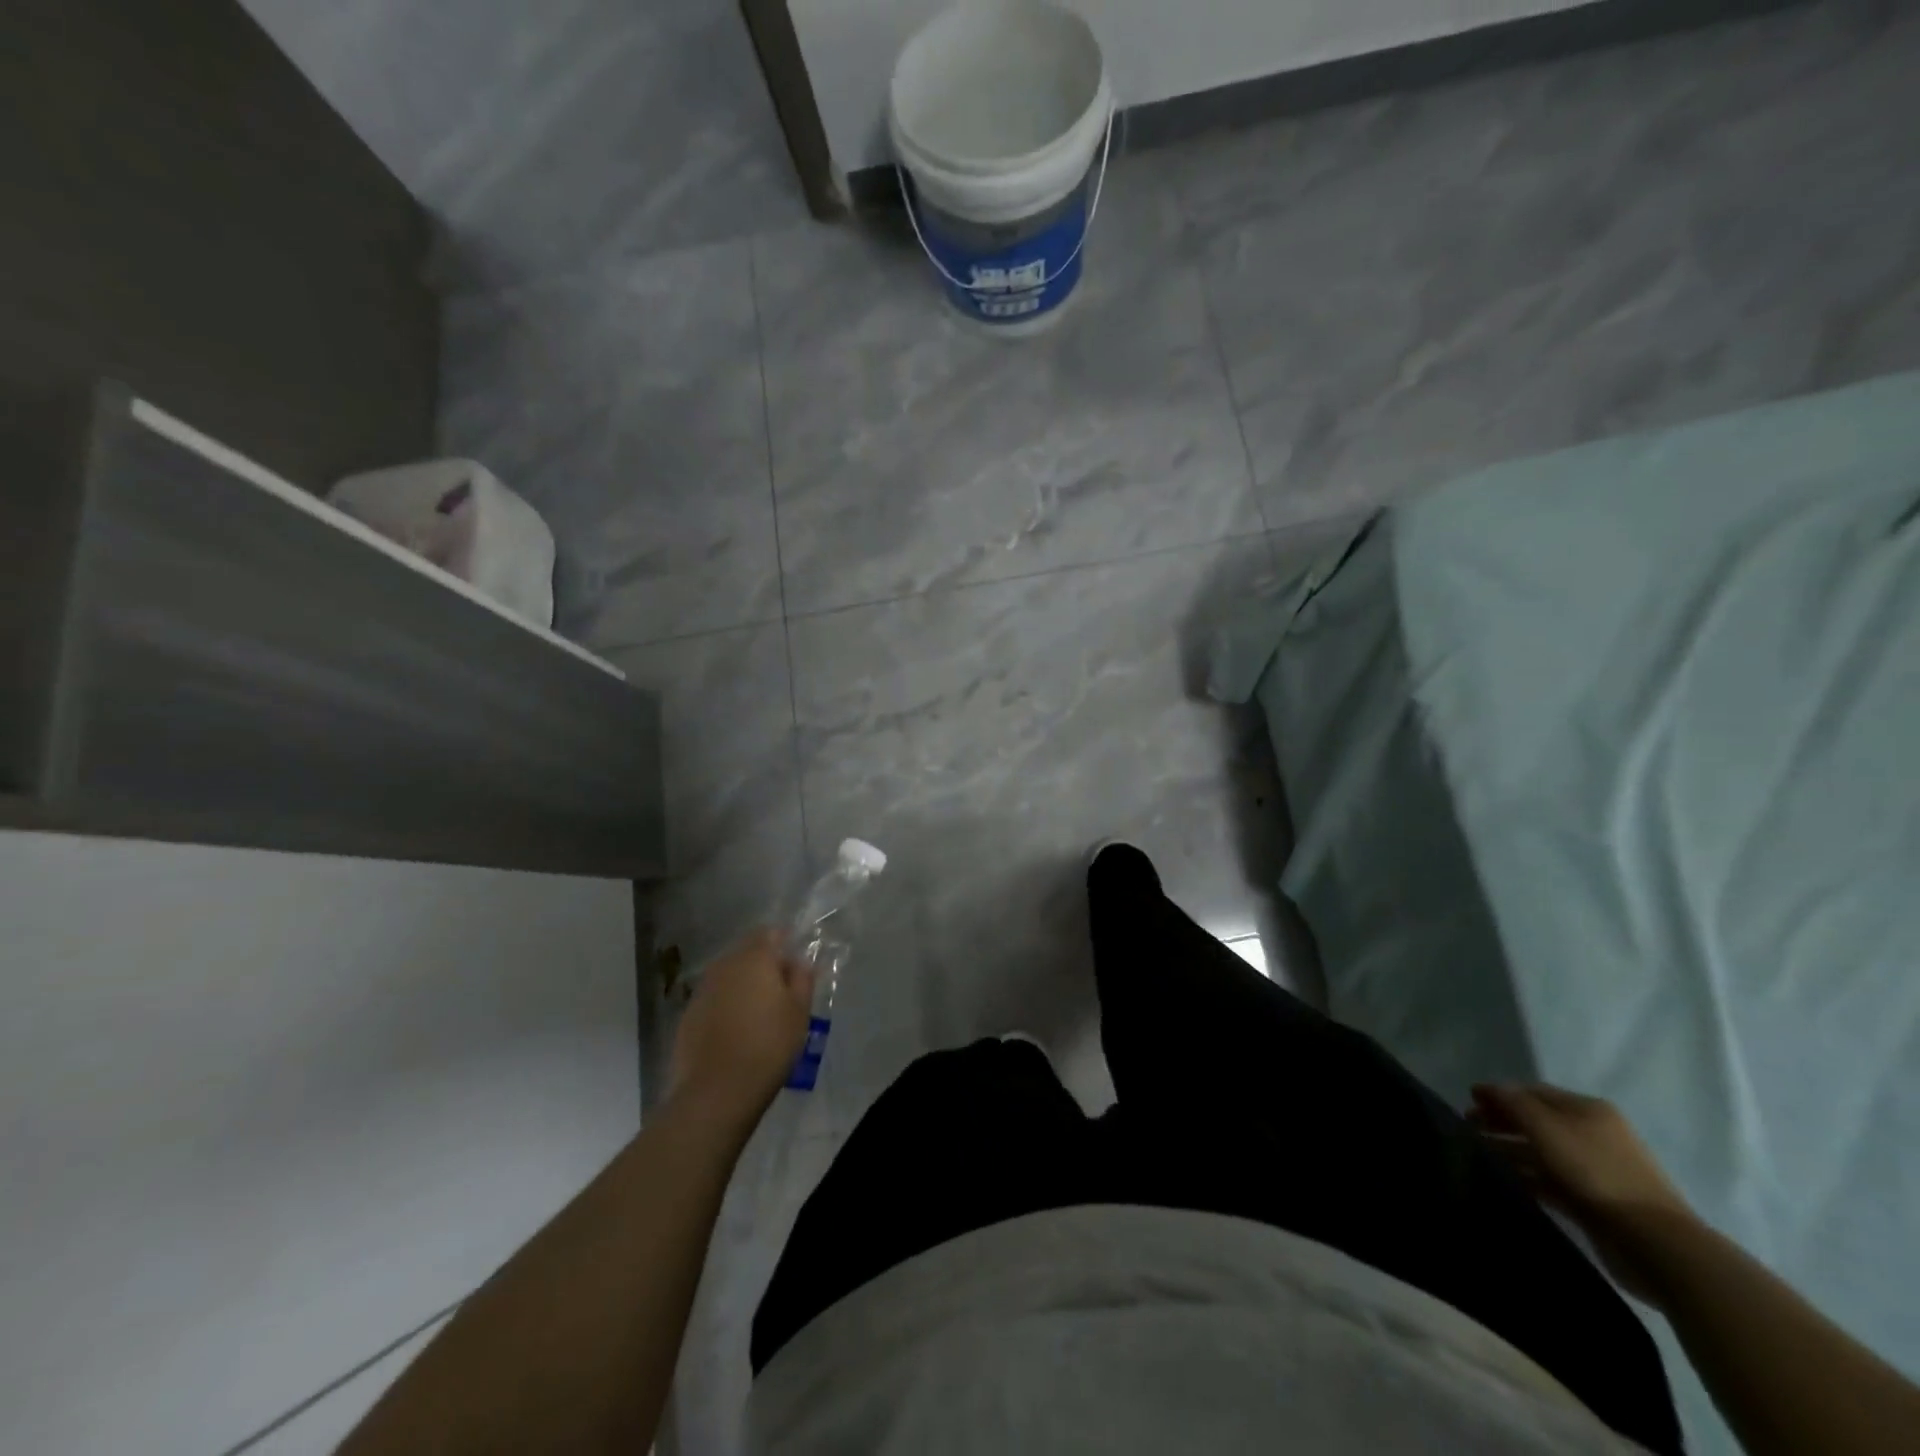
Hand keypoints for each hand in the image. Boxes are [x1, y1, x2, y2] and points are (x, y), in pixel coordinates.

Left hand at [667, 929, 815, 1128]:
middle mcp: (724, 965)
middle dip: (763, 966)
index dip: (784, 944)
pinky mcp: (688, 1015)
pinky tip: (736, 1031)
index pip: (770, 932)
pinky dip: (726, 1006)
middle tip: (781, 993)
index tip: (795, 967)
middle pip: (747, 953)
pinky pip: (714, 999)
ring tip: (758, 1014)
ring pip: (728, 976)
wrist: (717, 1091)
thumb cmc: (768, 1045)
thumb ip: (802, 979)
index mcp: (755, 957)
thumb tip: (799, 962)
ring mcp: (702, 990)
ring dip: (743, 986)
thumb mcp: (799, 1012)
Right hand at [1469, 1082, 1697, 1301]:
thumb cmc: (1597, 1173)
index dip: (1499, 1093)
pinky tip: (1507, 1179)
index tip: (1468, 1099)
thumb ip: (1513, 1104)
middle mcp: (1593, 1134)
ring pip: (1543, 1152)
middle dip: (1502, 1121)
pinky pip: (1553, 1181)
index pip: (1533, 1091)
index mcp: (1588, 1109)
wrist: (1657, 1244)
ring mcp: (1597, 1170)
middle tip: (1468, 1127)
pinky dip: (1528, 1176)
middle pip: (1537, 1121)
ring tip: (1479, 1154)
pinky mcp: (1596, 1201)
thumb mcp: (1547, 1128)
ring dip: (1511, 1149)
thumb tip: (1489, 1089)